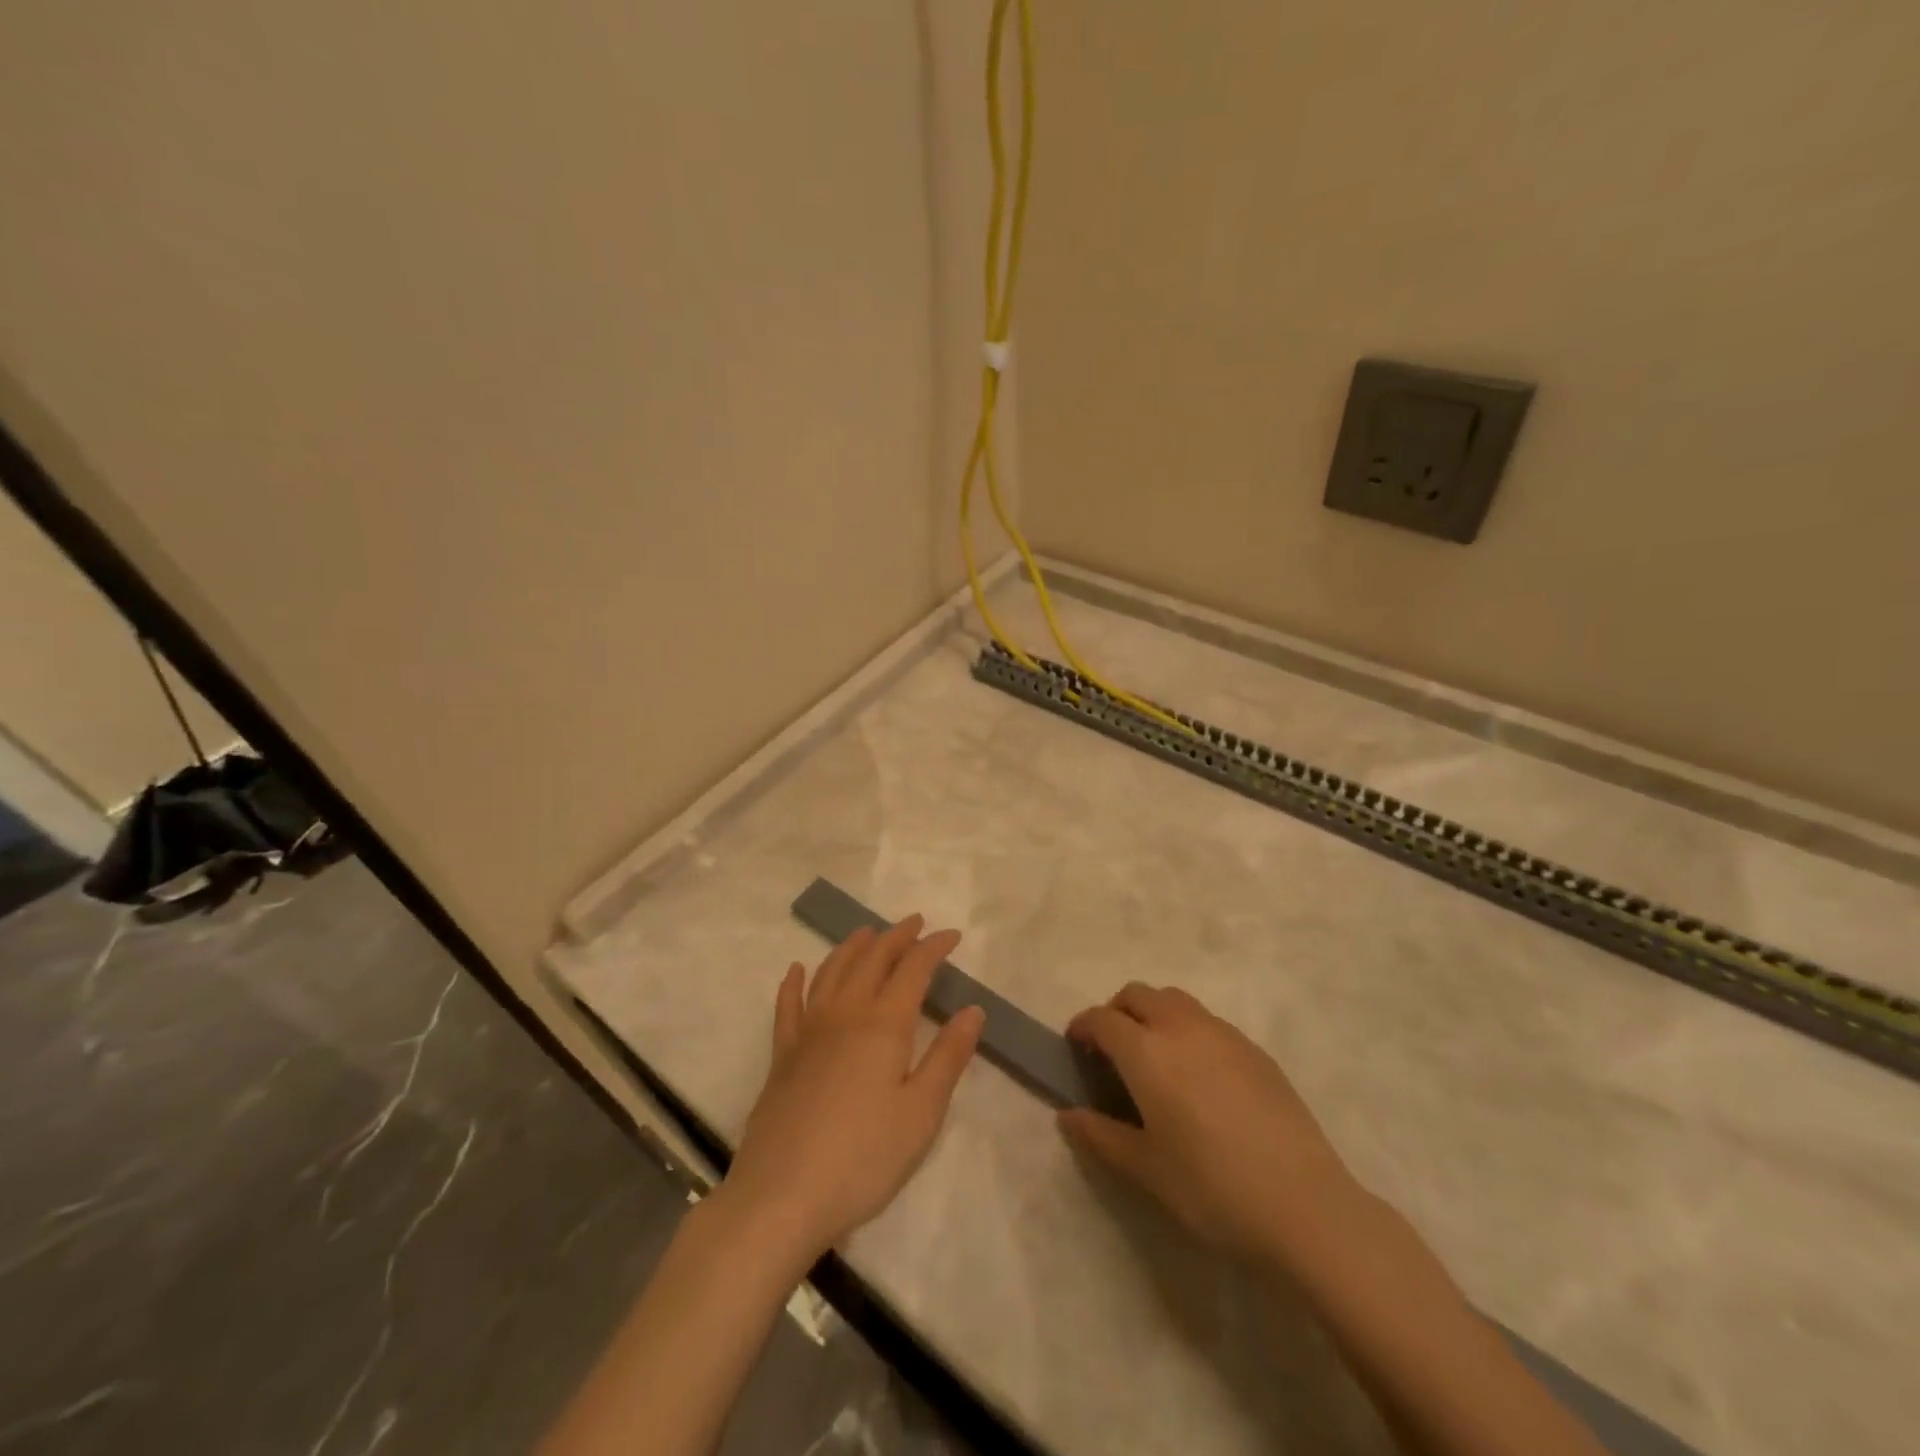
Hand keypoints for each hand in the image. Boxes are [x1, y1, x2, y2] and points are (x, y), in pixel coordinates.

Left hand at [719, 915, 985, 1261]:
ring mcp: (808, 1031)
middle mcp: (845, 1013)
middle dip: (896, 937)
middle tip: (915, 923)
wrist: (782, 1196)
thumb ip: (948, 1057)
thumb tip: (973, 1009)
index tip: (952, 935)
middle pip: (872, 959)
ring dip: (852, 947)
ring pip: (831, 971)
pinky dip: (794, 982)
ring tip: (867, 933)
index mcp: (884, 1024)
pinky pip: (788, 1005)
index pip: (913, 969)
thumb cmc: (863, 1158)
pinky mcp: (782, 1054)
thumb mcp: (921, 1113)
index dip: (934, 947)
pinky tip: (796, 969)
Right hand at [1058, 982, 1355, 1270]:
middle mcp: (1181, 1028)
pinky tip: (1201, 1078)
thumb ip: (1100, 1136)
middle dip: (1117, 1012)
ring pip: (1175, 1000)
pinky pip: (1208, 1022)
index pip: (1102, 1019)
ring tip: (1157, 1060)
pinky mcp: (1255, 1050)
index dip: (1082, 1027)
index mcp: (1147, 1052)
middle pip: (1138, 994)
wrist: (1304, 1206)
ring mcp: (1223, 1034)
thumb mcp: (1146, 1169)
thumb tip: (1067, 1116)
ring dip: (1154, 1015)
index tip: (1075, 1048)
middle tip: (1112, 1052)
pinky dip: (1188, 1031)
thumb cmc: (1212, 1189)